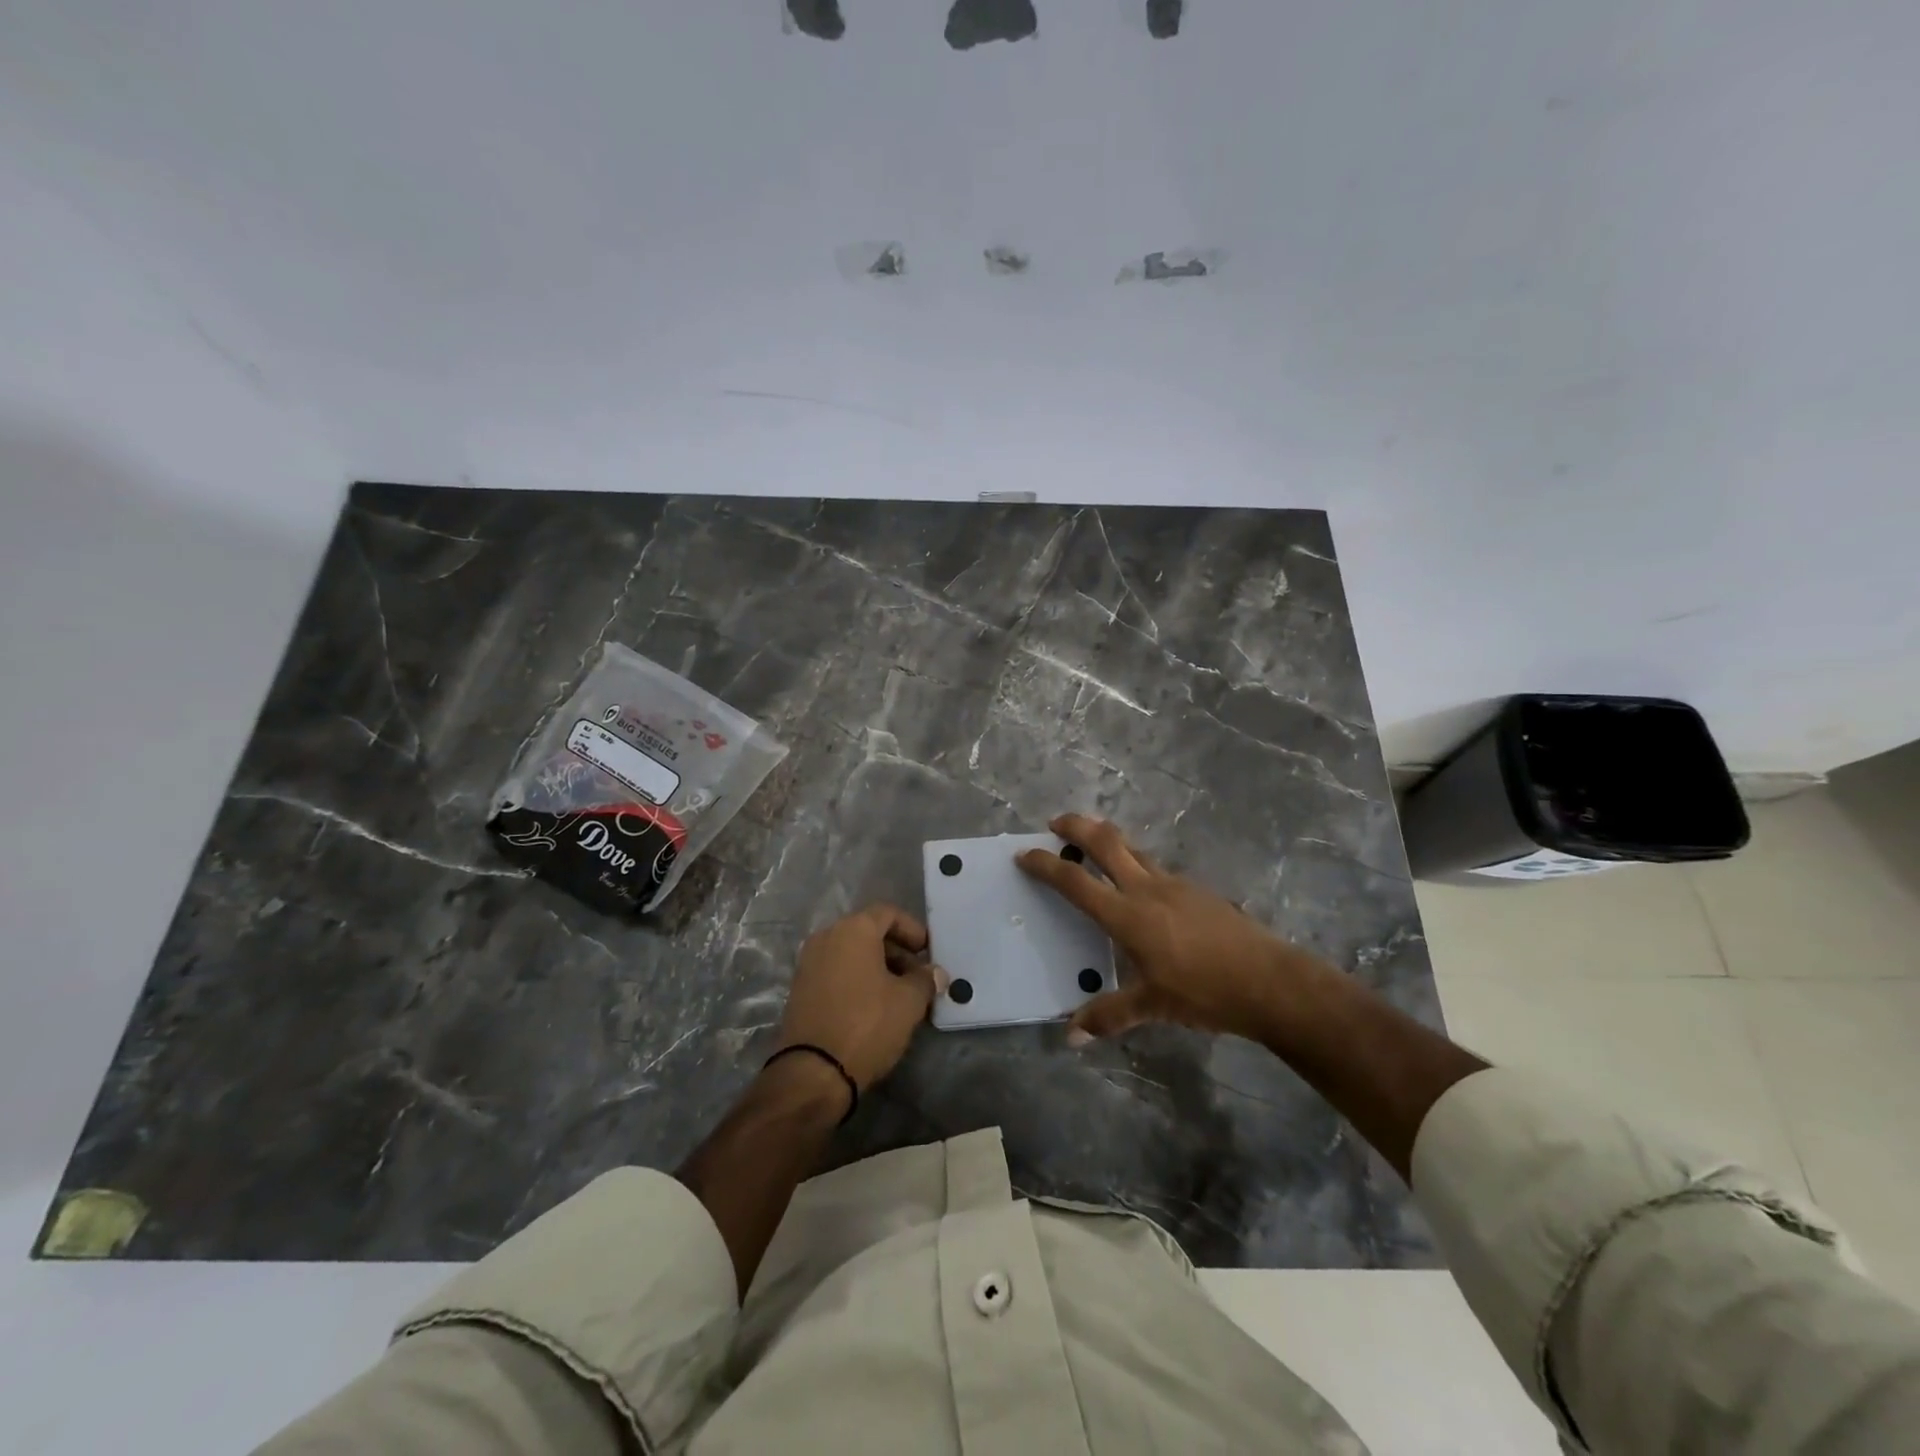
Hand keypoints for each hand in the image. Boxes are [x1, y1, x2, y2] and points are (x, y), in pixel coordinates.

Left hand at [773, 904, 945, 1091]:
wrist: (813, 1072)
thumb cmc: (867, 1024)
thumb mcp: (909, 1002)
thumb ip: (925, 980)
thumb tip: (935, 972)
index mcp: (852, 930)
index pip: (888, 913)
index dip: (913, 929)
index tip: (928, 951)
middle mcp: (826, 937)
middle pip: (868, 932)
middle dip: (897, 951)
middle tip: (918, 977)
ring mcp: (808, 963)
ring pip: (851, 954)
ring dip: (878, 967)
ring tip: (900, 995)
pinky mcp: (800, 989)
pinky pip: (836, 971)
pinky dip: (857, 980)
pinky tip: (874, 1007)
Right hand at [1017, 813, 1323, 1044]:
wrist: (1270, 980)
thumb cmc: (1205, 992)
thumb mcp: (1153, 1007)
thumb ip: (1109, 1015)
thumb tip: (1071, 1038)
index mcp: (1128, 915)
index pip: (1076, 882)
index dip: (1046, 865)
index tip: (1024, 854)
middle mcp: (1147, 889)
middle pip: (1106, 842)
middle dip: (1077, 826)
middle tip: (1056, 822)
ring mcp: (1176, 884)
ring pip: (1134, 849)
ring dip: (1108, 841)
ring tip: (1093, 846)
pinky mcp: (1197, 890)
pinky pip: (1156, 868)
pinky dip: (1136, 864)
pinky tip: (1141, 888)